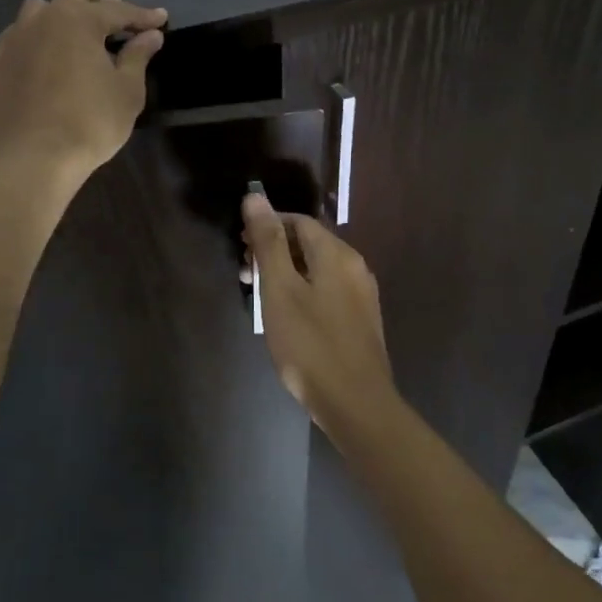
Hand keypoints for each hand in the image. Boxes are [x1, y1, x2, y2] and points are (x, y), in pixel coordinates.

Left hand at [0, 0, 167, 181]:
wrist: (32, 157)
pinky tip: (44, 57)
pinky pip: (18, 38)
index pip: (118, 11)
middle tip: (118, 22)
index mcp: (79, 20)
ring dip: (63, 15)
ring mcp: (13, 39)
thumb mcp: (127, 91)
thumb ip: (137, 56)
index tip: (161, 19)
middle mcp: (42, 19)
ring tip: (77, 33)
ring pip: (40, 11)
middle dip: (101, 5)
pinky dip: (37, 40)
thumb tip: (150, 36)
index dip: (143, 16)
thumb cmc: (89, 122)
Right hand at [242, 192, 396, 429]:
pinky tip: (287, 317)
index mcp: (337, 254)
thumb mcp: (280, 290)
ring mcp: (361, 297)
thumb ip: (268, 242)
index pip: (298, 222)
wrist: (356, 405)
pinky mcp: (361, 322)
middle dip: (274, 251)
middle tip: (245, 274)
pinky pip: (327, 292)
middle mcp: (355, 267)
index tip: (240, 246)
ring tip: (260, 297)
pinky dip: (303, 292)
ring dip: (286, 273)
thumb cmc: (311, 344)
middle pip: (309, 245)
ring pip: (317, 270)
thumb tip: (255, 196)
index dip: (267, 226)